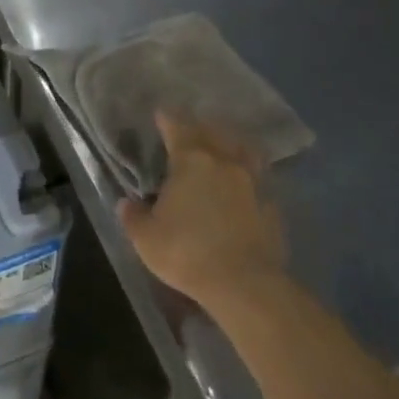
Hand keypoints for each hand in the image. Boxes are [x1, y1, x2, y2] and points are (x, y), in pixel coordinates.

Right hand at [116, 112, 282, 311]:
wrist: (244, 284)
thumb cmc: (187, 253)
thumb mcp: (146, 238)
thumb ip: (134, 217)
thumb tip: (126, 203)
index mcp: (192, 162)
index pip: (178, 128)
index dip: (168, 119)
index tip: (161, 114)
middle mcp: (224, 162)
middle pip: (212, 133)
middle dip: (199, 128)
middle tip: (190, 129)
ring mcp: (253, 181)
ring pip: (242, 150)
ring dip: (230, 144)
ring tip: (223, 146)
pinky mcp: (272, 204)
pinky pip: (259, 176)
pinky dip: (248, 173)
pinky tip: (244, 182)